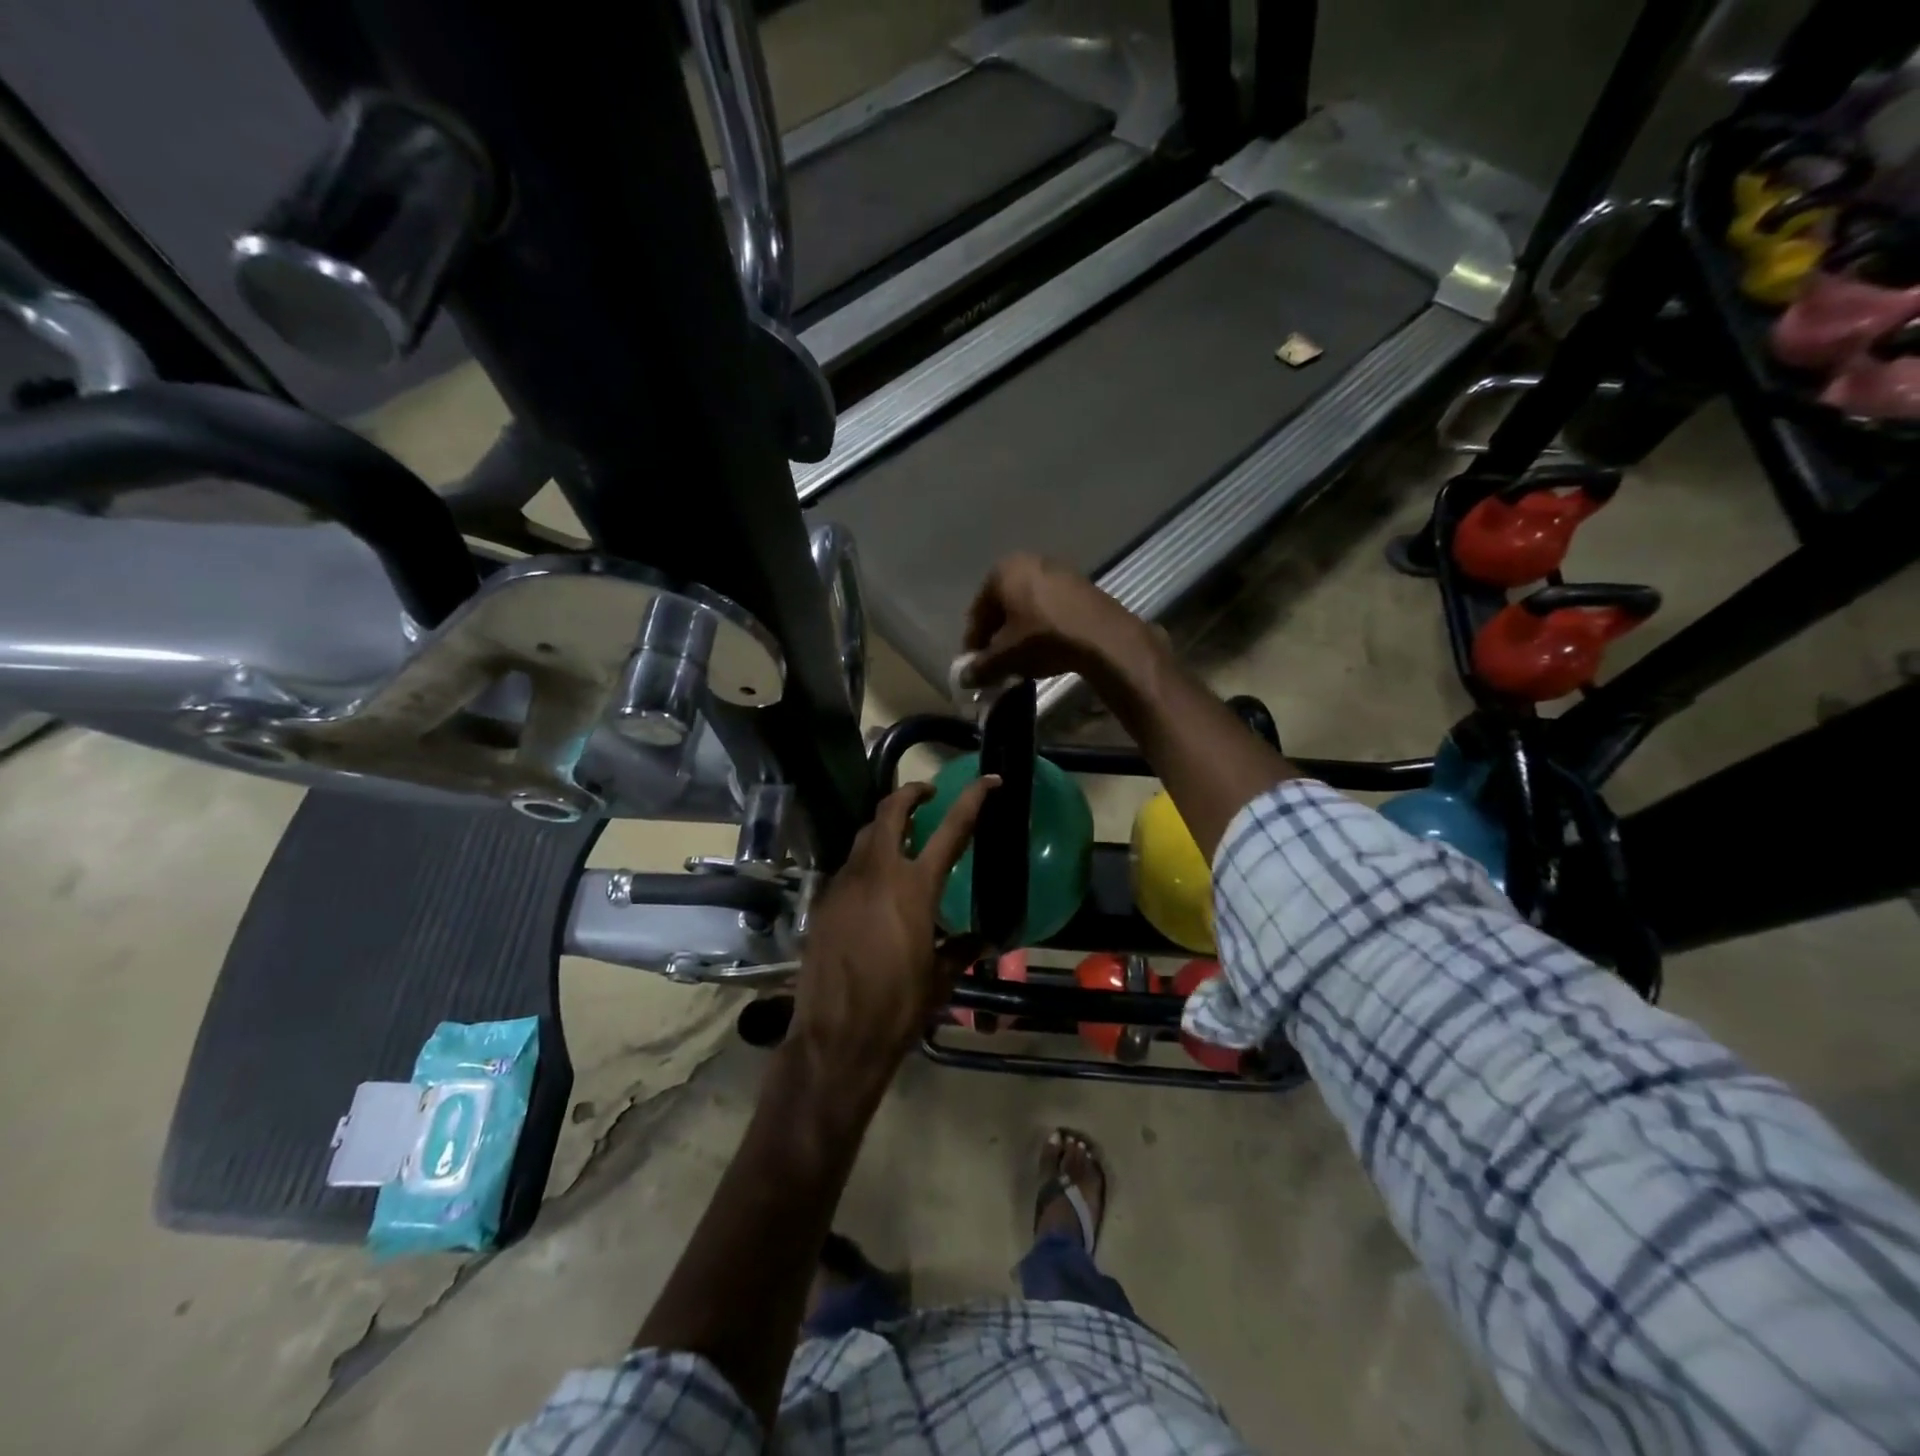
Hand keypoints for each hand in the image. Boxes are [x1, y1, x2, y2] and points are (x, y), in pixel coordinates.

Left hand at [786, 778, 996, 1108]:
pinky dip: (867, 859)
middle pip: (892, 810)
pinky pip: (849, 865)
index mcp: (915, 887)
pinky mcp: (823, 901)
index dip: (972, 798)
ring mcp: (844, 883)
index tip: (989, 780)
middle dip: (912, 792)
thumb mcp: (940, 978)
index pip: (951, 828)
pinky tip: (875, 884)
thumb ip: (962, 949)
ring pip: (865, 834)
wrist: (836, 1038)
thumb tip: (984, 938)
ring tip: (903, 835)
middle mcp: (877, 873)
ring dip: (886, 824)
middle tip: (929, 794)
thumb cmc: (898, 1008)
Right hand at [962, 554, 1152, 687]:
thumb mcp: (1006, 657)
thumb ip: (981, 666)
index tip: (975, 665)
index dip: (974, 641)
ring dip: (1020, 630)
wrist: (1102, 636)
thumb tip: (965, 678)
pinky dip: (1042, 625)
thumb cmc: (1043, 638)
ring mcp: (1058, 570)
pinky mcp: (1081, 584)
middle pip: (1003, 605)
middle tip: (997, 661)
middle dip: (998, 634)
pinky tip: (1046, 647)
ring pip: (1028, 605)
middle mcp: (1028, 561)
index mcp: (1002, 571)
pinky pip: (1050, 607)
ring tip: (1021, 657)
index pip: (978, 611)